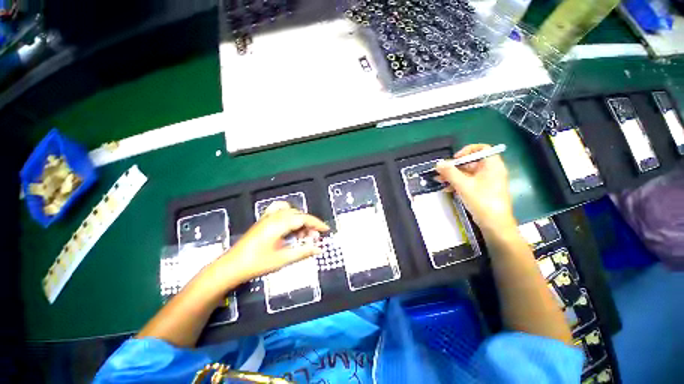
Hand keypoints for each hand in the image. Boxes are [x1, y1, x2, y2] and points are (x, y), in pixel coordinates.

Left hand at [208, 201, 329, 289]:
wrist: (231, 266)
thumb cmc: (257, 264)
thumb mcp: (283, 259)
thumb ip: (303, 252)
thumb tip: (319, 249)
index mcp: (279, 224)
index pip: (304, 218)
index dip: (317, 223)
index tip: (326, 230)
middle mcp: (274, 217)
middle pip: (298, 214)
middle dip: (309, 224)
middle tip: (313, 238)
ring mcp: (267, 217)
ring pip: (290, 212)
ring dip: (300, 220)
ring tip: (303, 233)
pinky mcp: (263, 220)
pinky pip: (279, 210)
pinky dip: (289, 214)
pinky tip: (290, 225)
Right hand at [436, 144, 515, 233]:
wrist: (494, 224)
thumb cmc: (482, 201)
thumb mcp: (463, 185)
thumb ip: (450, 173)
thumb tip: (438, 163)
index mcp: (492, 165)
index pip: (481, 149)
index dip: (467, 151)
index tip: (455, 159)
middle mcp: (490, 171)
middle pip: (471, 162)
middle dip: (454, 166)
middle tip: (441, 172)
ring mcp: (486, 181)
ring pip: (467, 173)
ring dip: (453, 176)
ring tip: (439, 180)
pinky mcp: (482, 190)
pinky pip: (468, 182)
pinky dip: (457, 183)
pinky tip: (446, 188)